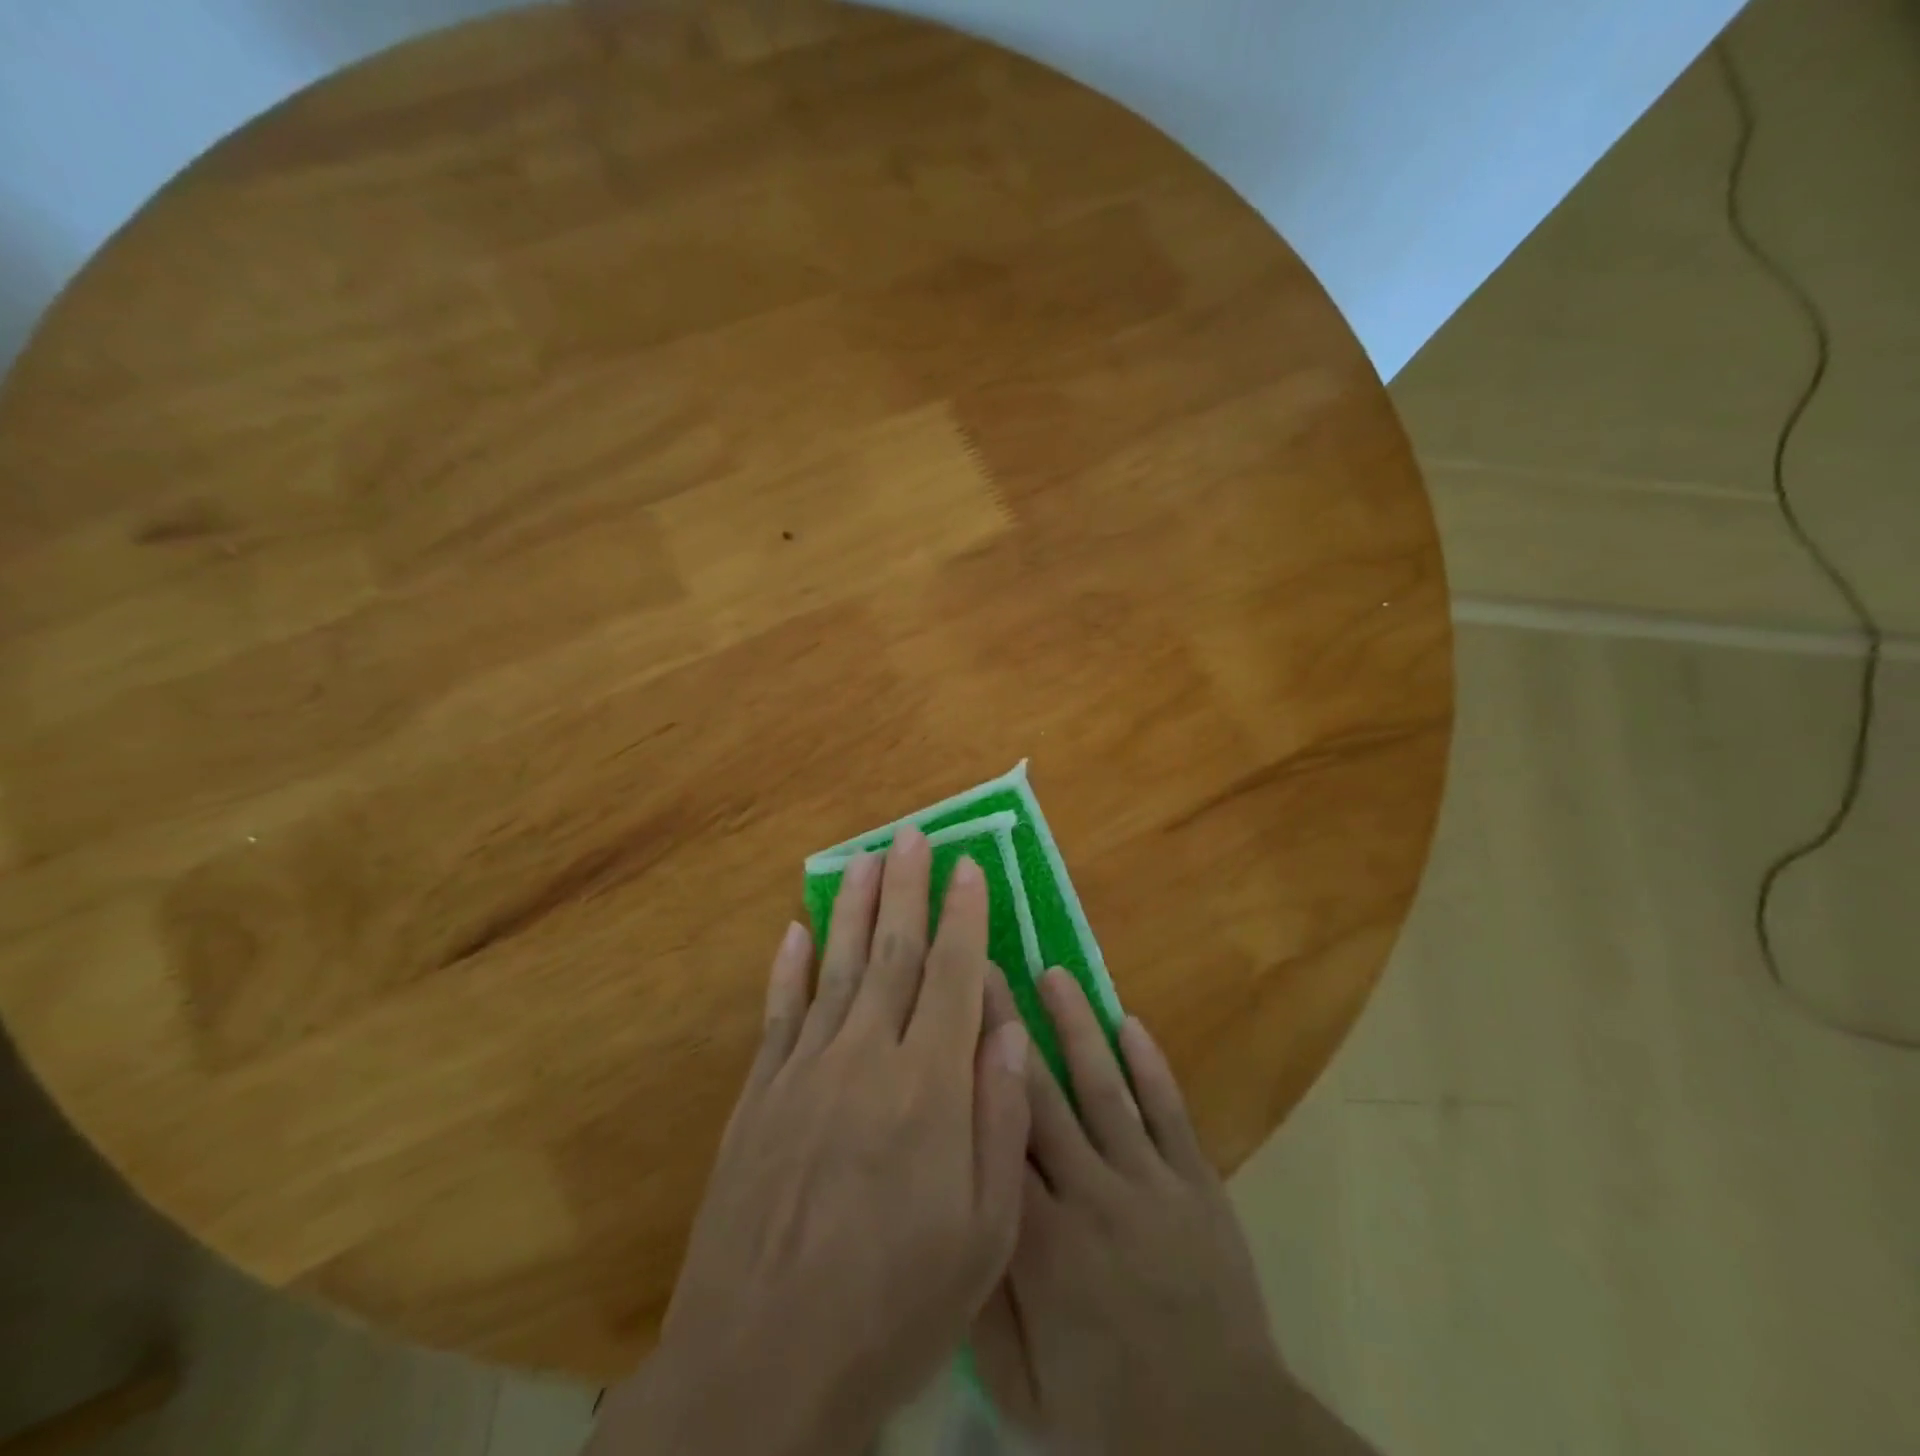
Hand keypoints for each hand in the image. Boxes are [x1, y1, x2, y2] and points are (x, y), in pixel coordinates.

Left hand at [590, 829, 1031, 1455]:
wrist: (762, 1365)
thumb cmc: (893, 1304)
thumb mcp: (982, 1234)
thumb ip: (999, 1120)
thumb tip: (1005, 1028)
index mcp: (927, 1087)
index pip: (953, 975)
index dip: (964, 915)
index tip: (970, 867)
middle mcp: (864, 1057)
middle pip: (893, 952)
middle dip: (907, 887)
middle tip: (913, 835)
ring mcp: (803, 1070)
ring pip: (837, 966)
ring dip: (854, 908)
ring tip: (864, 858)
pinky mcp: (758, 1095)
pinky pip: (778, 1012)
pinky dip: (789, 966)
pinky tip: (796, 930)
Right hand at [972, 969, 1376, 1455]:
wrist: (1224, 1440)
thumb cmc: (1109, 1415)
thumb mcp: (1020, 1386)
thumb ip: (979, 1295)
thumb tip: (950, 1211)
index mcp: (1042, 1244)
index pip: (994, 1134)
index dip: (968, 1069)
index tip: (949, 1016)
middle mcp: (1092, 1195)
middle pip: (1040, 1094)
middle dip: (1007, 1026)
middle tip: (986, 968)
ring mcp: (1151, 1183)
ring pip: (1104, 1087)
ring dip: (1077, 1027)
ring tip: (1054, 974)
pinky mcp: (1197, 1184)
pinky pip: (1170, 1112)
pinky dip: (1151, 1066)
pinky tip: (1131, 1022)